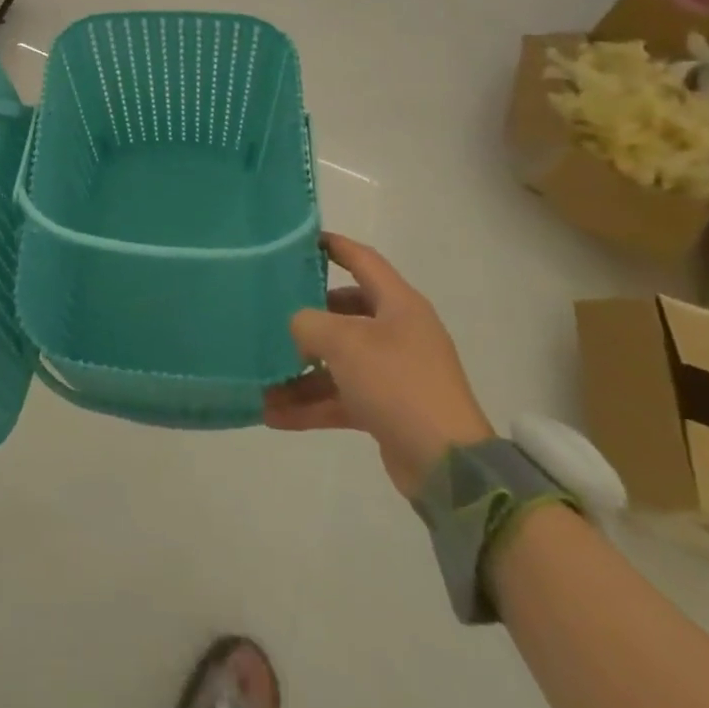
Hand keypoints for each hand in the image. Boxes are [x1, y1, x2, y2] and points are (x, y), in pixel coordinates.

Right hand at [264, 234, 492, 498]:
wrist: (448, 466)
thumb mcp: (344, 341)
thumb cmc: (397, 383)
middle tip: (271, 312)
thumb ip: (308, 323)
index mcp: (398, 304)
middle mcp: (398, 333)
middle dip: (307, 316)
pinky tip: (273, 415)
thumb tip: (297, 328)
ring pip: (337, 360)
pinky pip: (340, 396)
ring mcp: (393, 372)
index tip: (299, 241)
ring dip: (300, 371)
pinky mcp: (387, 409)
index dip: (333, 246)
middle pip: (345, 311)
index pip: (363, 260)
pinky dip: (310, 404)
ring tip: (260, 380)